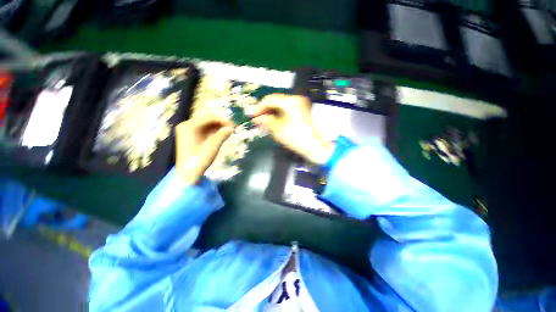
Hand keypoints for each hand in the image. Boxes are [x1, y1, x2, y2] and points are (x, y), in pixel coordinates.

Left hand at [175, 115, 233, 184]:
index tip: (233, 126)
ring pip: (206, 125)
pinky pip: (204, 130)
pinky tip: (221, 135)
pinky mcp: (191, 137)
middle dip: (221, 123)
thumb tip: (231, 128)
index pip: (209, 117)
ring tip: (228, 132)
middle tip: (232, 128)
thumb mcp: (213, 146)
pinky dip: (213, 132)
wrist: (188, 174)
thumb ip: (222, 135)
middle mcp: (187, 126)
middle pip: (207, 120)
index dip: (223, 120)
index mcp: (189, 126)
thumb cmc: (199, 159)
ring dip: (218, 127)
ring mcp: (188, 132)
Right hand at [253, 94, 333, 164]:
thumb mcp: (277, 129)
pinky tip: (273, 122)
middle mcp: (296, 99)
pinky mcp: (302, 111)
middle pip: (275, 101)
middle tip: (257, 119)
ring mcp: (300, 105)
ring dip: (271, 113)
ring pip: (281, 106)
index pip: (270, 99)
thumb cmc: (296, 138)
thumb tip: (257, 118)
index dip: (259, 107)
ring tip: (264, 122)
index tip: (252, 115)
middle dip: (265, 110)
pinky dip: (278, 115)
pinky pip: (286, 110)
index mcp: (290, 101)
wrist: (314, 146)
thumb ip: (265, 120)